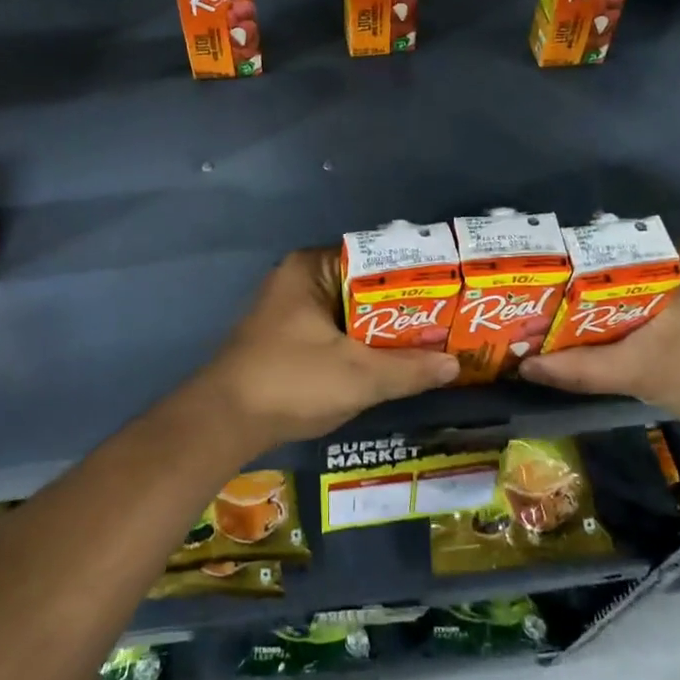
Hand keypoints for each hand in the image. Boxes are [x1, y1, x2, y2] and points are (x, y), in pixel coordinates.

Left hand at [191, 249, 459, 452]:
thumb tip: (455, 365)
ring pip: (351, 312)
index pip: (375, 257)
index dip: (415, 274)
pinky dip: (362, 343)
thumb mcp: (359, 376)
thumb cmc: (292, 382)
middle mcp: (300, 279)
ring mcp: (290, 310)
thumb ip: (409, 369)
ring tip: (433, 339)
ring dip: (384, 329)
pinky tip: (392, 361)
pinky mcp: (286, 338)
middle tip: (449, 319)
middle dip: (404, 307)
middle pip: (365, 286)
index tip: (451, 289)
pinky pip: (336, 330)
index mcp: (312, 267)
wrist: (224, 422)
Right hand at [517, 248, 679, 429]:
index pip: (598, 246)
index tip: (532, 281)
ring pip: (627, 285)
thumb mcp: (634, 372)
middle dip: (575, 287)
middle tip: (537, 302)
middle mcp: (678, 259)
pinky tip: (597, 332)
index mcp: (666, 256)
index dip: (561, 265)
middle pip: (609, 267)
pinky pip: (645, 300)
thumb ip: (577, 369)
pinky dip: (620, 314)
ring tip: (555, 316)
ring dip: (597, 303)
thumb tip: (524, 368)